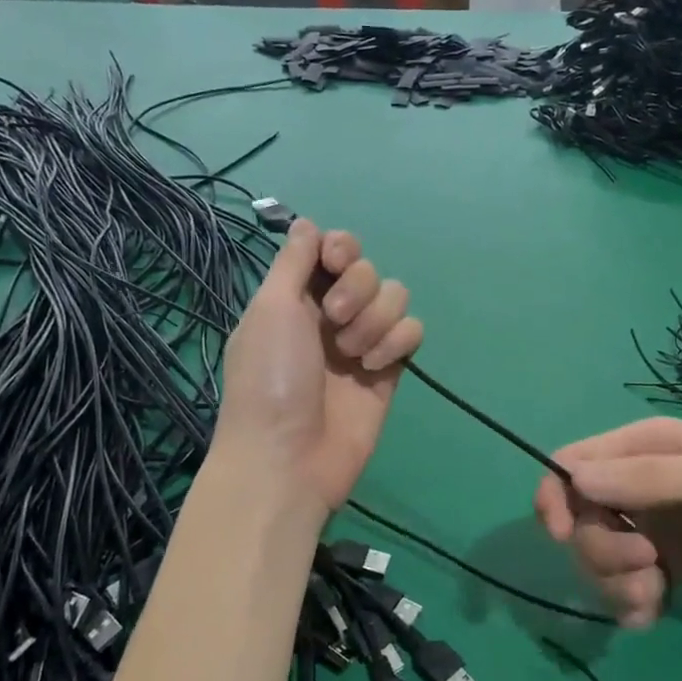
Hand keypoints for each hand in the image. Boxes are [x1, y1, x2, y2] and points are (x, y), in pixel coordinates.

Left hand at [213, 220, 423, 512]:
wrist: (289, 457)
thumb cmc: (269, 378)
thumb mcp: (270, 308)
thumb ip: (293, 261)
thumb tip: (306, 223)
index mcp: (296, 297)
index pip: (332, 251)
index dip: (341, 248)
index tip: (336, 259)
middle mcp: (330, 315)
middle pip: (368, 270)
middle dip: (358, 288)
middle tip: (336, 319)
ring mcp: (362, 343)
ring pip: (395, 298)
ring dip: (377, 319)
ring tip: (353, 353)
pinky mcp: (389, 370)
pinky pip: (412, 333)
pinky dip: (397, 342)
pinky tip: (374, 367)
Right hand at [533, 417, 681, 627]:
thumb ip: (653, 478)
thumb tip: (576, 479)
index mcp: (644, 448)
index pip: (572, 464)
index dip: (555, 495)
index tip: (560, 533)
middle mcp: (638, 487)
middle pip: (580, 520)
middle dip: (601, 550)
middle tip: (646, 565)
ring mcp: (650, 529)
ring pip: (596, 559)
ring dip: (615, 583)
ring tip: (657, 594)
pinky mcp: (664, 569)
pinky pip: (621, 589)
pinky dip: (628, 604)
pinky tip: (655, 613)